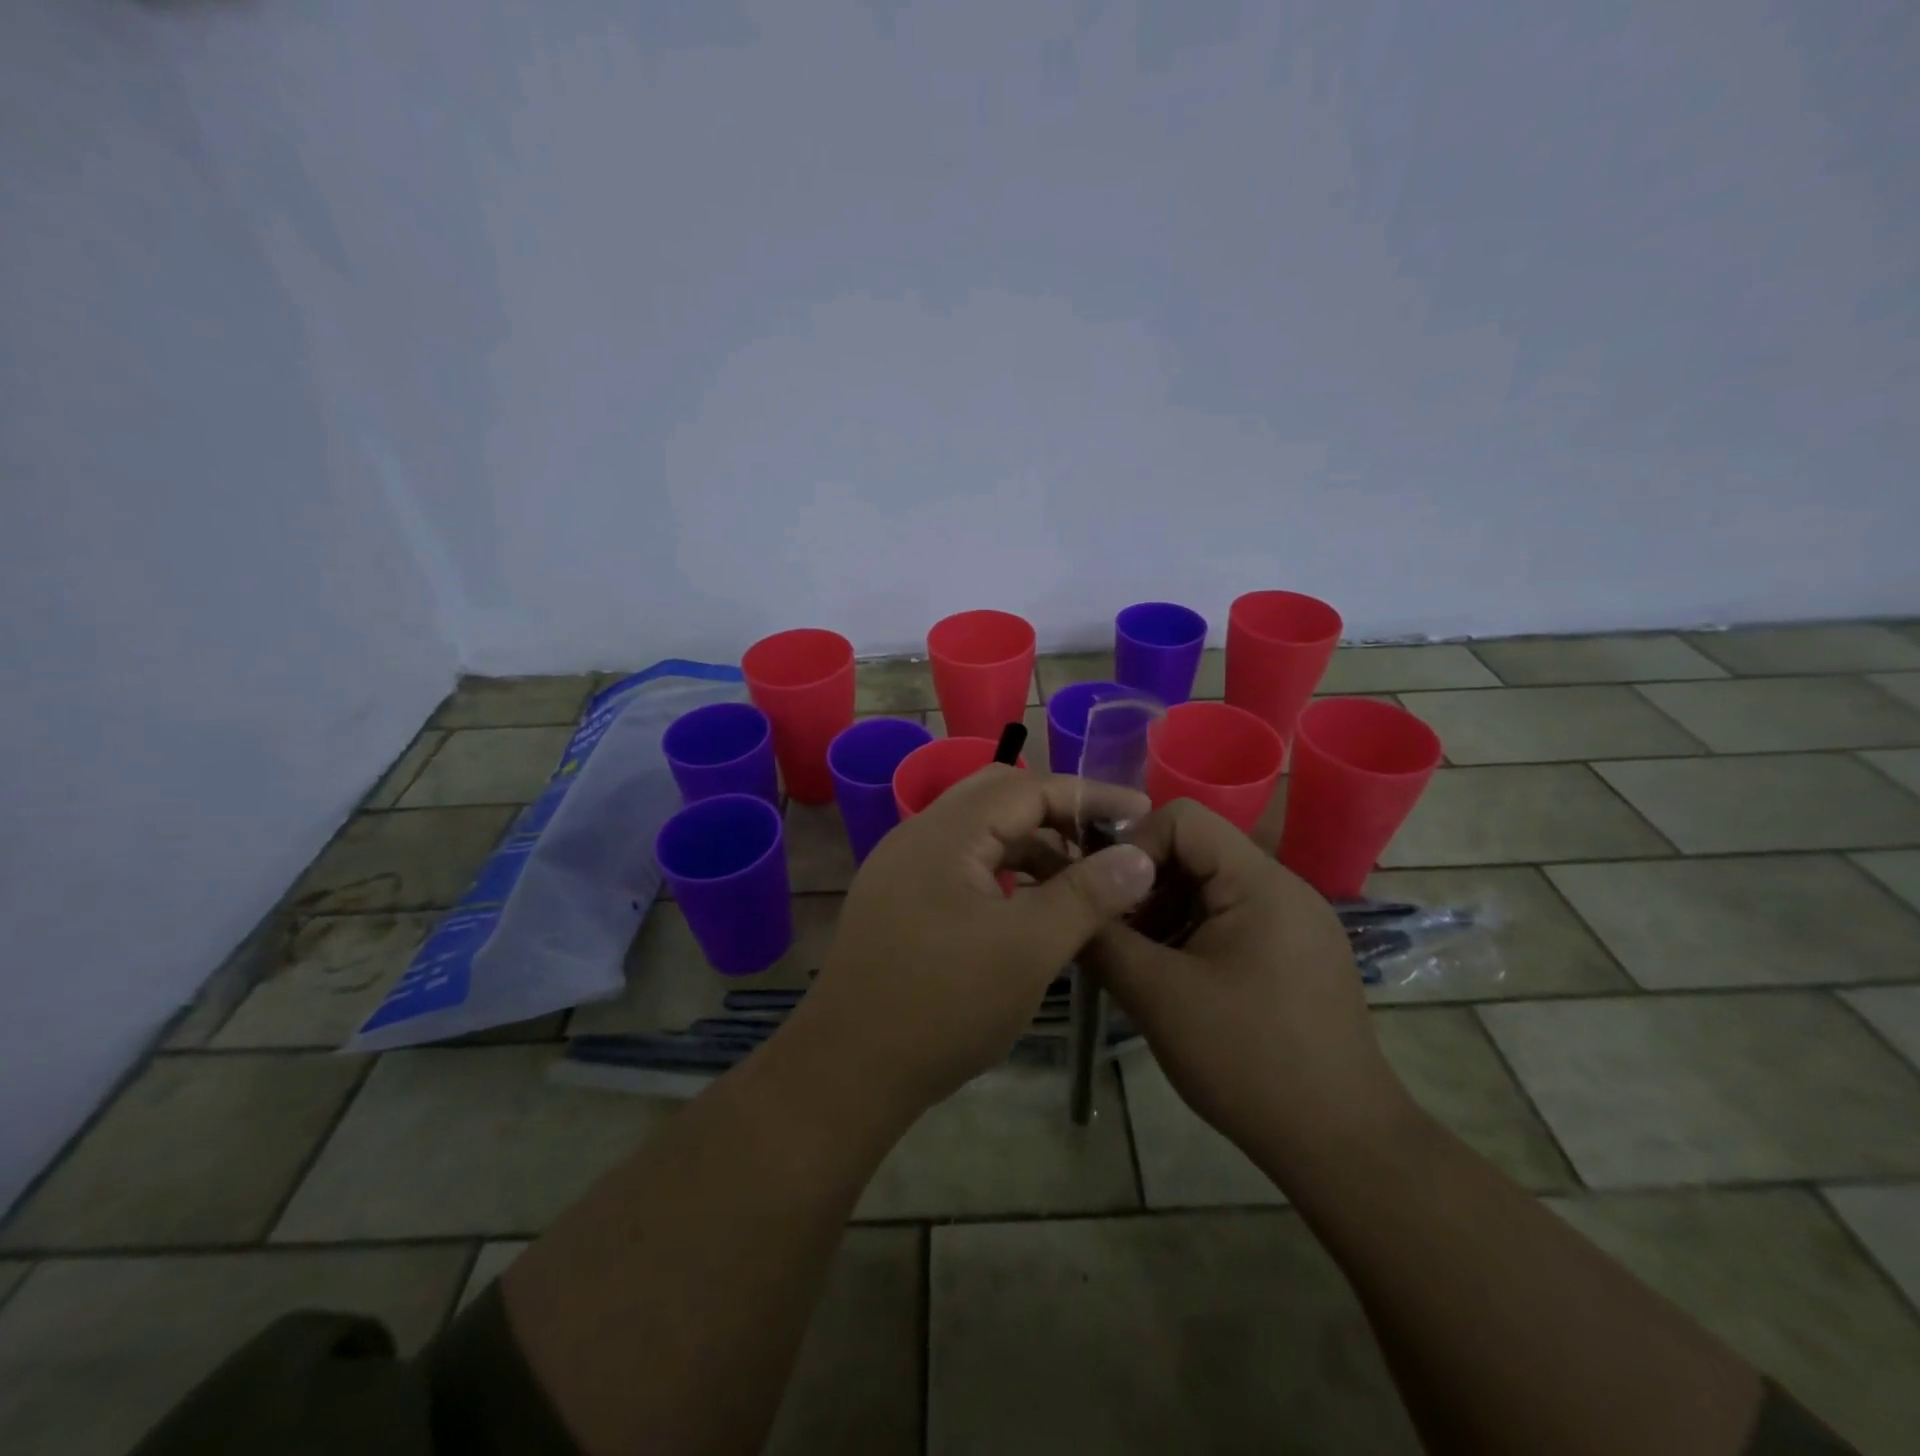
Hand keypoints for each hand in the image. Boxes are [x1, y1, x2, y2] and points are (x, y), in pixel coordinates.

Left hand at [798, 767, 1157, 1115]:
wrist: (848, 1070)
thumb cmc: (945, 1003)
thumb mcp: (1029, 948)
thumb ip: (1087, 895)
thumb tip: (1139, 855)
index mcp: (947, 832)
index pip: (1029, 787)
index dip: (1089, 796)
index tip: (1141, 815)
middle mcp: (919, 834)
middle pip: (999, 798)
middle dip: (1057, 814)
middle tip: (1106, 844)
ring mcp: (902, 867)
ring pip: (979, 833)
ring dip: (1030, 846)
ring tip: (1078, 882)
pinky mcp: (898, 900)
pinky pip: (960, 865)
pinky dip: (1002, 873)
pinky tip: (1027, 908)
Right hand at [1086, 799, 1409, 1164]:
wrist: (1344, 1147)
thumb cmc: (1248, 1060)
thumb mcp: (1158, 997)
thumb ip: (1103, 940)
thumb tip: (1067, 905)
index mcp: (1259, 883)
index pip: (1182, 818)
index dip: (1133, 845)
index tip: (1104, 895)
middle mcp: (1283, 889)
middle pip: (1195, 852)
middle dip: (1144, 886)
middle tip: (1112, 934)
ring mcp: (1295, 923)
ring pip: (1209, 888)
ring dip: (1163, 914)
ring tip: (1139, 964)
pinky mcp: (1296, 955)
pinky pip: (1230, 920)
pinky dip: (1191, 936)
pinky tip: (1174, 982)